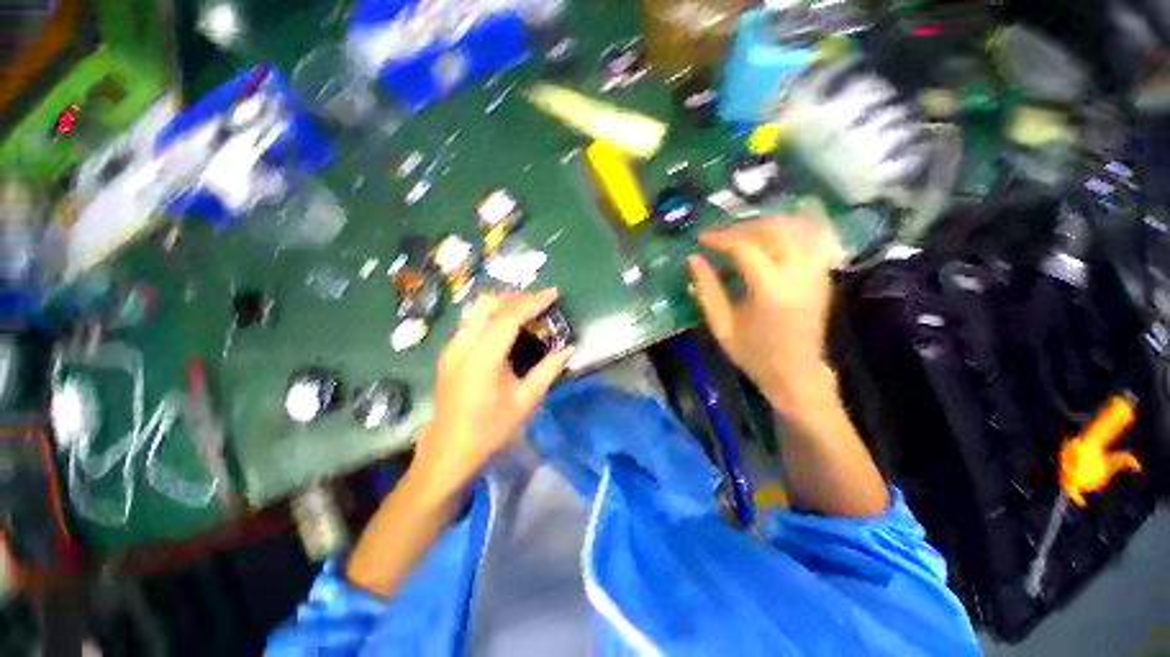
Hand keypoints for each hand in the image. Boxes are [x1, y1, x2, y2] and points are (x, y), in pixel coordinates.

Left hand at [414, 289, 573, 487]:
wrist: (449, 451)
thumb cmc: (491, 429)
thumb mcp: (526, 400)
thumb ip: (549, 370)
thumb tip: (569, 349)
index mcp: (483, 356)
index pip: (510, 316)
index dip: (534, 301)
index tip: (553, 293)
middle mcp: (463, 344)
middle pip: (490, 304)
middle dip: (517, 297)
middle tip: (540, 301)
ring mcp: (451, 347)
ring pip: (477, 310)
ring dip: (502, 304)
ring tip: (525, 310)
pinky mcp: (448, 353)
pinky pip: (471, 322)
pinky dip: (490, 316)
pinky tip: (504, 327)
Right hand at [688, 216, 843, 421]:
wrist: (797, 374)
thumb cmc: (754, 355)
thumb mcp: (722, 326)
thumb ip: (708, 289)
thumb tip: (693, 259)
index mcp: (771, 291)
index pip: (745, 247)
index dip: (721, 238)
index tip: (702, 239)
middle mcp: (799, 275)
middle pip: (773, 229)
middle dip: (743, 227)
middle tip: (721, 237)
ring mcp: (816, 272)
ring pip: (794, 228)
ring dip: (764, 225)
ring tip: (741, 236)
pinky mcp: (823, 274)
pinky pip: (809, 238)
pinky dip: (787, 231)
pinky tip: (768, 240)